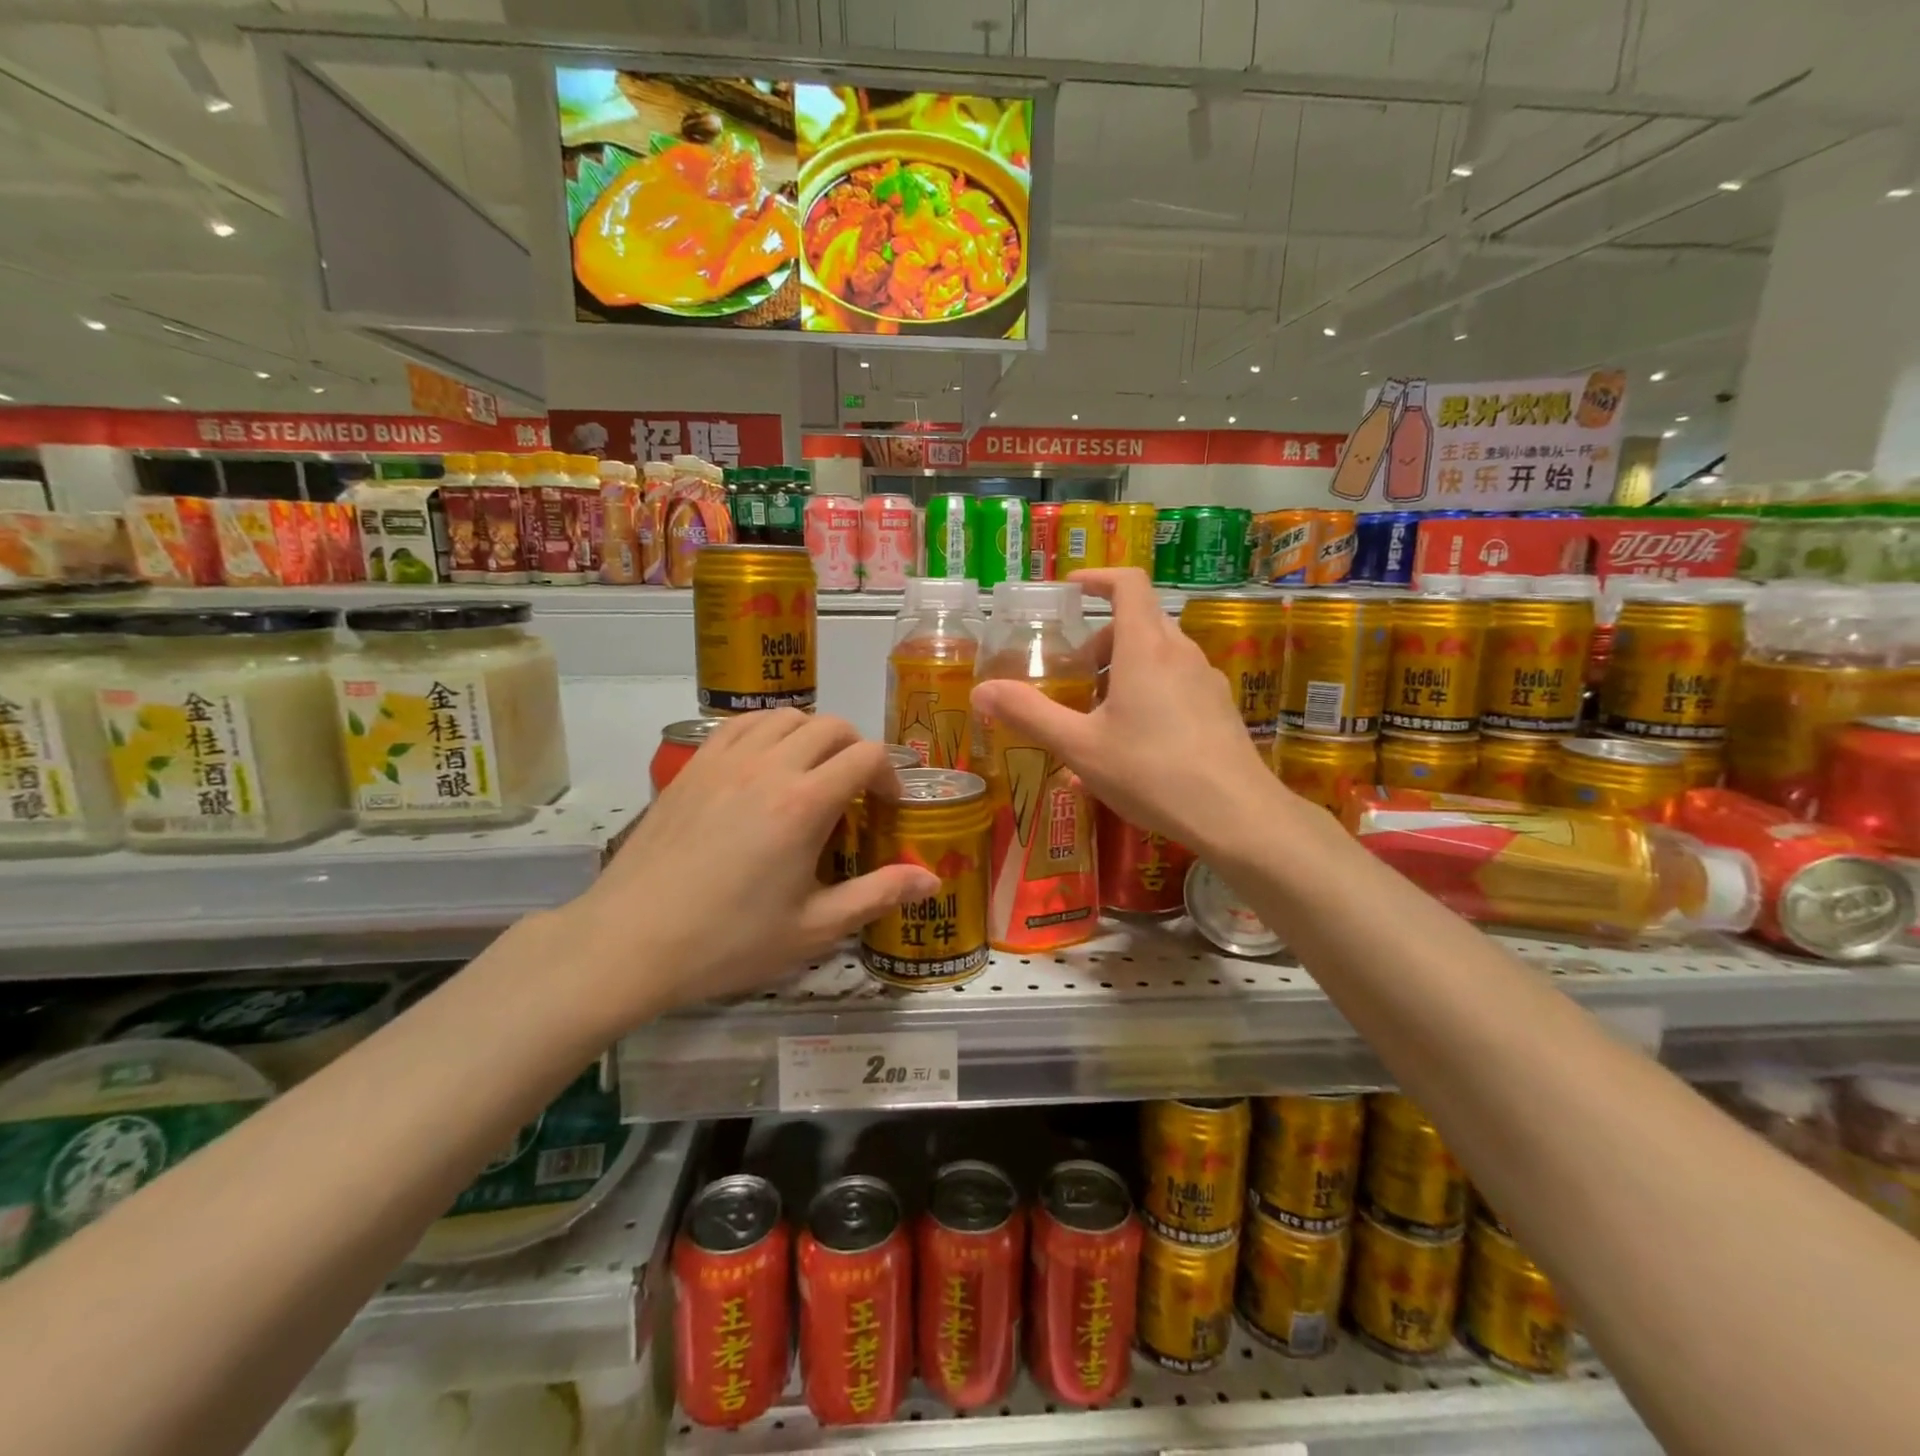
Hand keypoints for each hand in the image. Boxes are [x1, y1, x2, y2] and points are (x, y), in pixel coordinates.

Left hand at [562, 711, 938, 1024]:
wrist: (631, 942)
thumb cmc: (729, 941)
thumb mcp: (814, 928)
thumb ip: (877, 895)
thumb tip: (931, 880)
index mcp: (805, 803)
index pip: (867, 755)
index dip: (890, 774)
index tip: (888, 806)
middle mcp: (769, 766)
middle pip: (832, 726)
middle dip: (857, 750)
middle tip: (857, 791)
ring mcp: (725, 760)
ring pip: (786, 717)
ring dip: (813, 735)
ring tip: (813, 773)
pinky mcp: (693, 766)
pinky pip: (740, 724)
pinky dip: (767, 731)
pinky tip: (765, 763)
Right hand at [969, 568, 1298, 855]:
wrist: (1236, 815)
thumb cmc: (1152, 772)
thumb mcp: (1079, 746)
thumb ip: (1029, 714)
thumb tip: (981, 692)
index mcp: (1145, 648)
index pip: (1127, 584)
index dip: (1097, 578)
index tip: (1071, 590)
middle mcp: (1180, 653)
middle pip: (1140, 622)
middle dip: (1102, 639)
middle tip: (1076, 672)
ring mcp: (1206, 680)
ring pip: (1159, 656)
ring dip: (1124, 670)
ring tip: (1098, 716)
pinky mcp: (1220, 709)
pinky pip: (1177, 685)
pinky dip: (1149, 694)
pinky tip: (1132, 746)